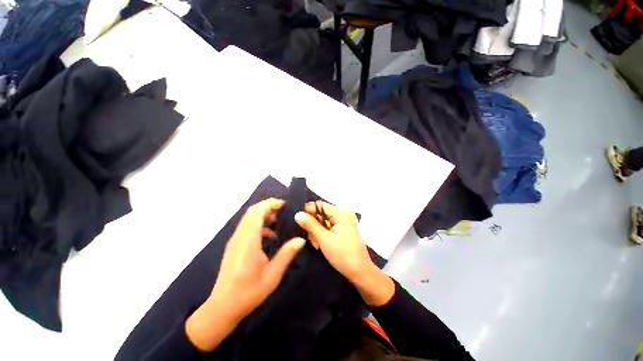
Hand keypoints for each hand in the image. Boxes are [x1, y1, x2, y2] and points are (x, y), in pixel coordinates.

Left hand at [186, 198, 304, 350]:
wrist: (222, 307)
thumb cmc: (248, 292)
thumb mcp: (272, 275)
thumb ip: (286, 254)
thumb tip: (301, 239)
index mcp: (248, 242)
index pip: (256, 213)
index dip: (269, 204)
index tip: (284, 204)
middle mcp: (239, 237)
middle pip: (252, 212)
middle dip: (268, 207)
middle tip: (284, 210)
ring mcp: (235, 241)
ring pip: (248, 219)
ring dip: (263, 215)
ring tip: (279, 221)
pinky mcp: (234, 246)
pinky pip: (247, 227)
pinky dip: (259, 224)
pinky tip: (270, 236)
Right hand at [294, 201, 368, 280]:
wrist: (360, 272)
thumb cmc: (343, 255)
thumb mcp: (324, 239)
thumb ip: (310, 225)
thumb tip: (298, 214)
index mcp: (341, 212)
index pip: (319, 205)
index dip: (308, 212)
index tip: (300, 222)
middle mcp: (344, 213)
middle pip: (321, 214)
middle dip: (314, 226)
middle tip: (313, 240)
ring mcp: (344, 221)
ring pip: (323, 221)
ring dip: (317, 232)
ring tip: (318, 245)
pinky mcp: (344, 229)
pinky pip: (329, 227)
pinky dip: (323, 235)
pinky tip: (322, 244)